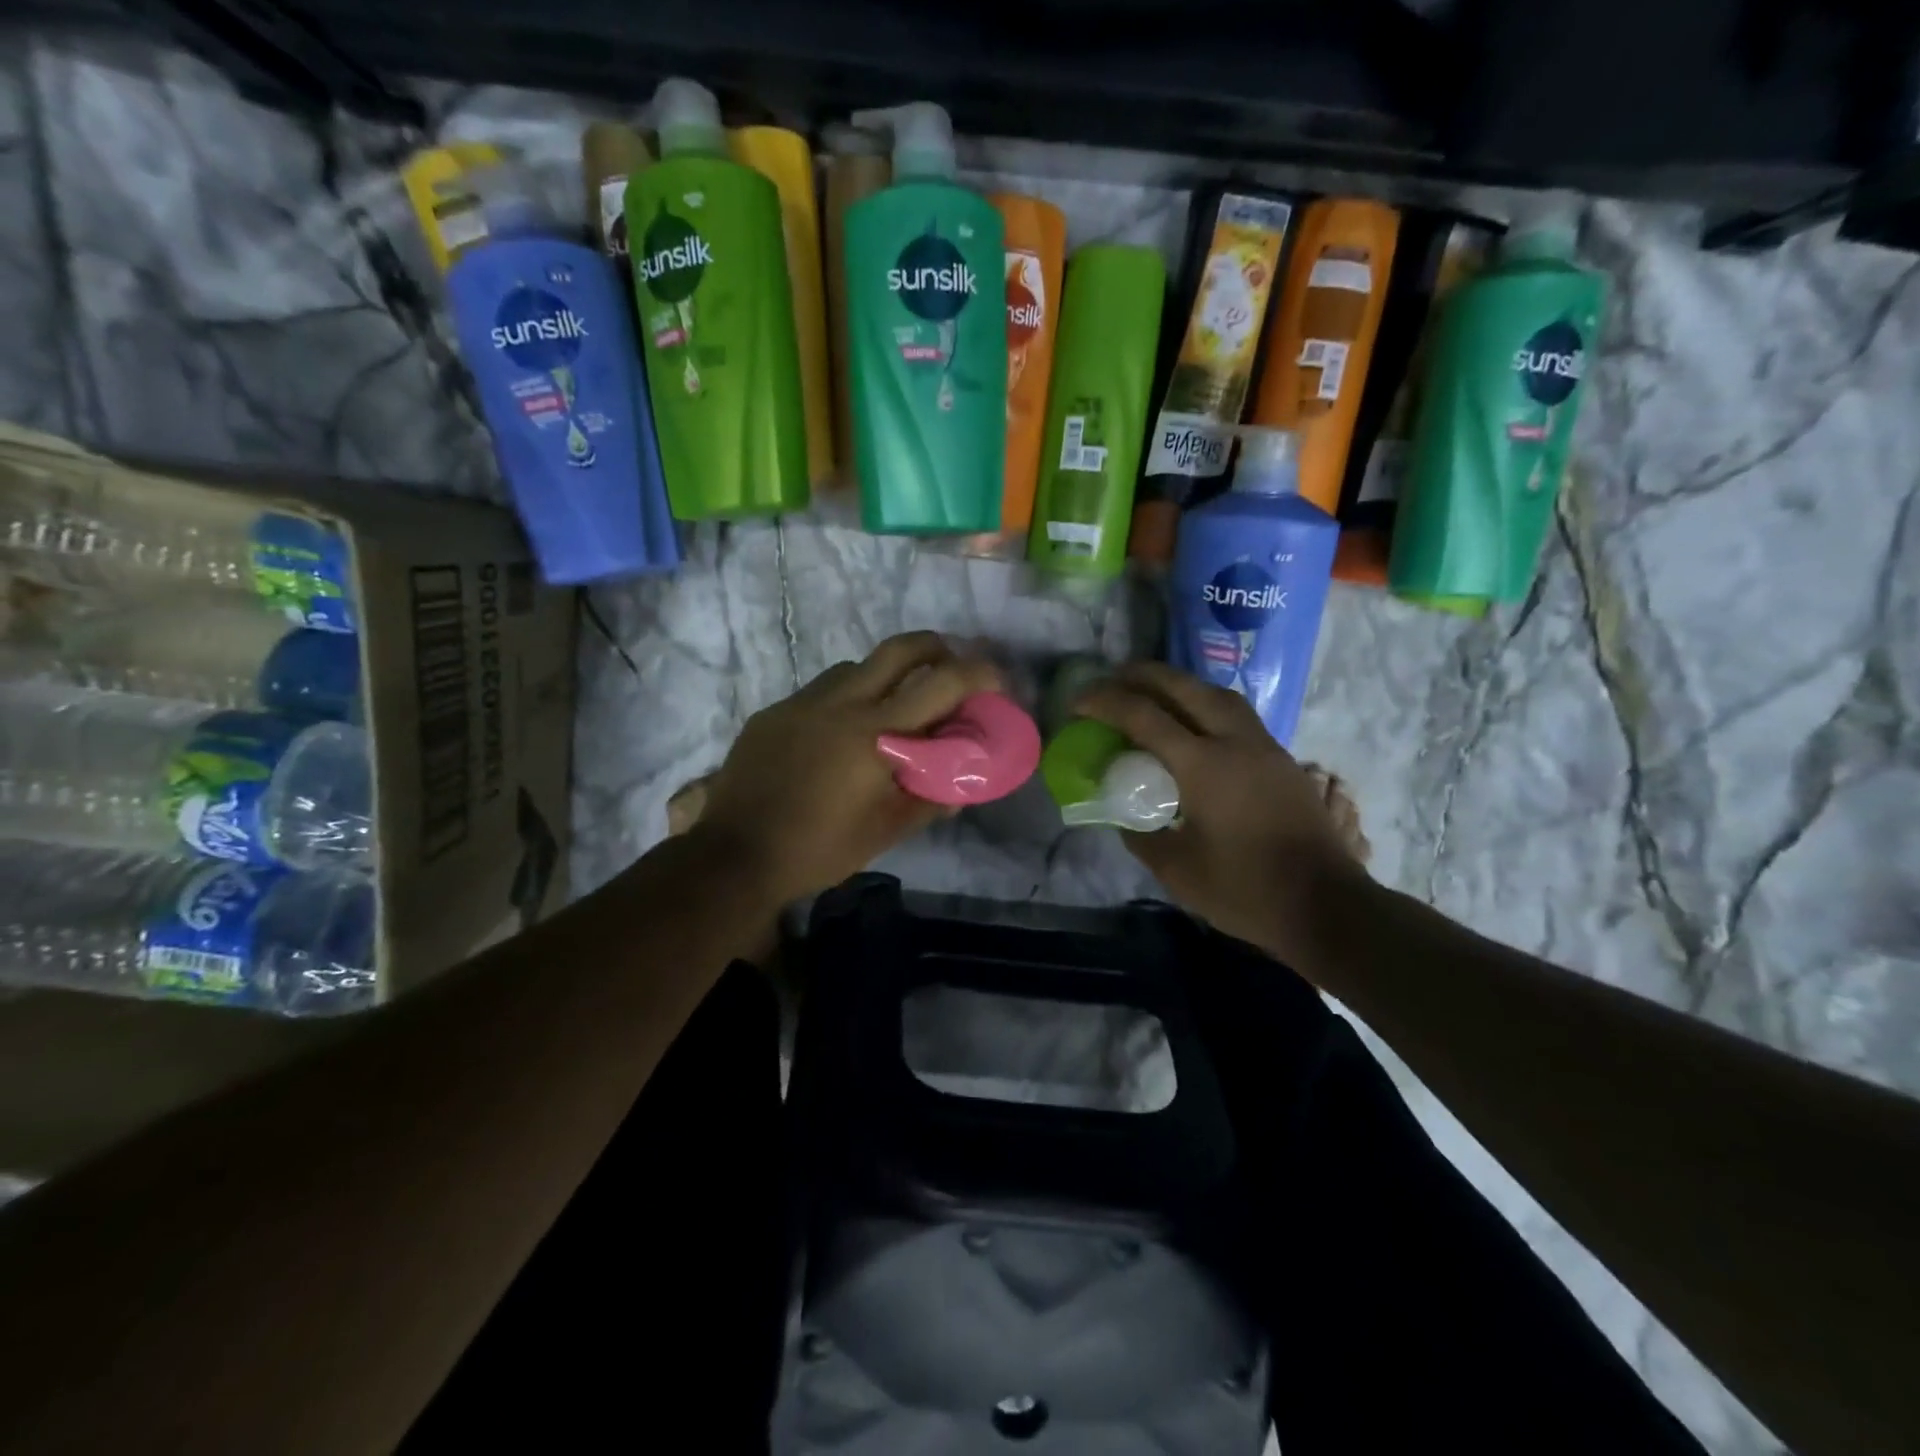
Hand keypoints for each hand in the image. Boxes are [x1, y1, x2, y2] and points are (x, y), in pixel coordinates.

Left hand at [695, 632, 1004, 903]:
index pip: (941, 685)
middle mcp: (842, 704)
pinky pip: (820, 691)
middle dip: (935, 646)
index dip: (978, 674)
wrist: (735, 854)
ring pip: (856, 667)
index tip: (996, 680)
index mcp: (875, 735)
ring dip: (884, 675)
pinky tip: (837, 733)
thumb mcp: (884, 832)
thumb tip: (960, 786)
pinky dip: (844, 698)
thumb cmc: (818, 850)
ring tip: (890, 706)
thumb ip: (928, 801)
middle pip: (899, 649)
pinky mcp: (774, 713)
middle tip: (949, 663)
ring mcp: (803, 703)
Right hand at [1074, 662, 1369, 963]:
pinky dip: (1206, 704)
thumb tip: (1124, 815)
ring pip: (1218, 694)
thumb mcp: (1177, 870)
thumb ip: (1142, 836)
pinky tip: (1195, 724)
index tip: (1078, 702)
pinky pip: (1237, 714)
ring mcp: (1264, 747)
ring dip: (1180, 684)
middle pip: (1184, 687)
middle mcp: (1235, 742)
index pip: (1144, 716)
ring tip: (1154, 692)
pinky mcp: (1282, 760)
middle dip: (1143, 675)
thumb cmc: (1245, 889)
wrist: (1326, 904)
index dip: (1106, 702)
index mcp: (1203, 765)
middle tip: (1112, 678)